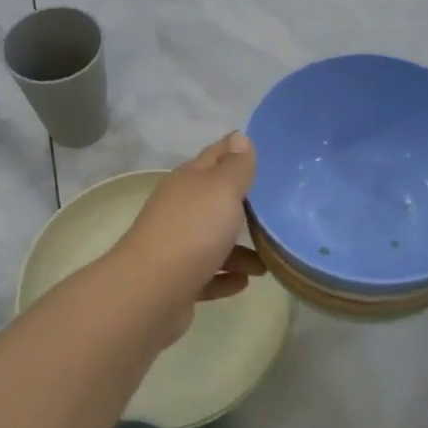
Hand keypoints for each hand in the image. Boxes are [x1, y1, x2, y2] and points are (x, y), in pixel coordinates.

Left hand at [111, 133, 266, 343]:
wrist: (151, 291)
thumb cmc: (193, 231)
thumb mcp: (221, 189)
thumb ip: (235, 166)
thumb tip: (238, 137)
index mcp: (188, 182)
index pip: (215, 156)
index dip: (236, 150)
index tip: (264, 151)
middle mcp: (179, 210)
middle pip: (214, 201)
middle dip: (241, 203)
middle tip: (276, 208)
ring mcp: (176, 247)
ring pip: (213, 241)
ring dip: (240, 250)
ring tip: (267, 261)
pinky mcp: (177, 282)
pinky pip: (208, 275)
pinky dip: (225, 276)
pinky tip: (244, 282)